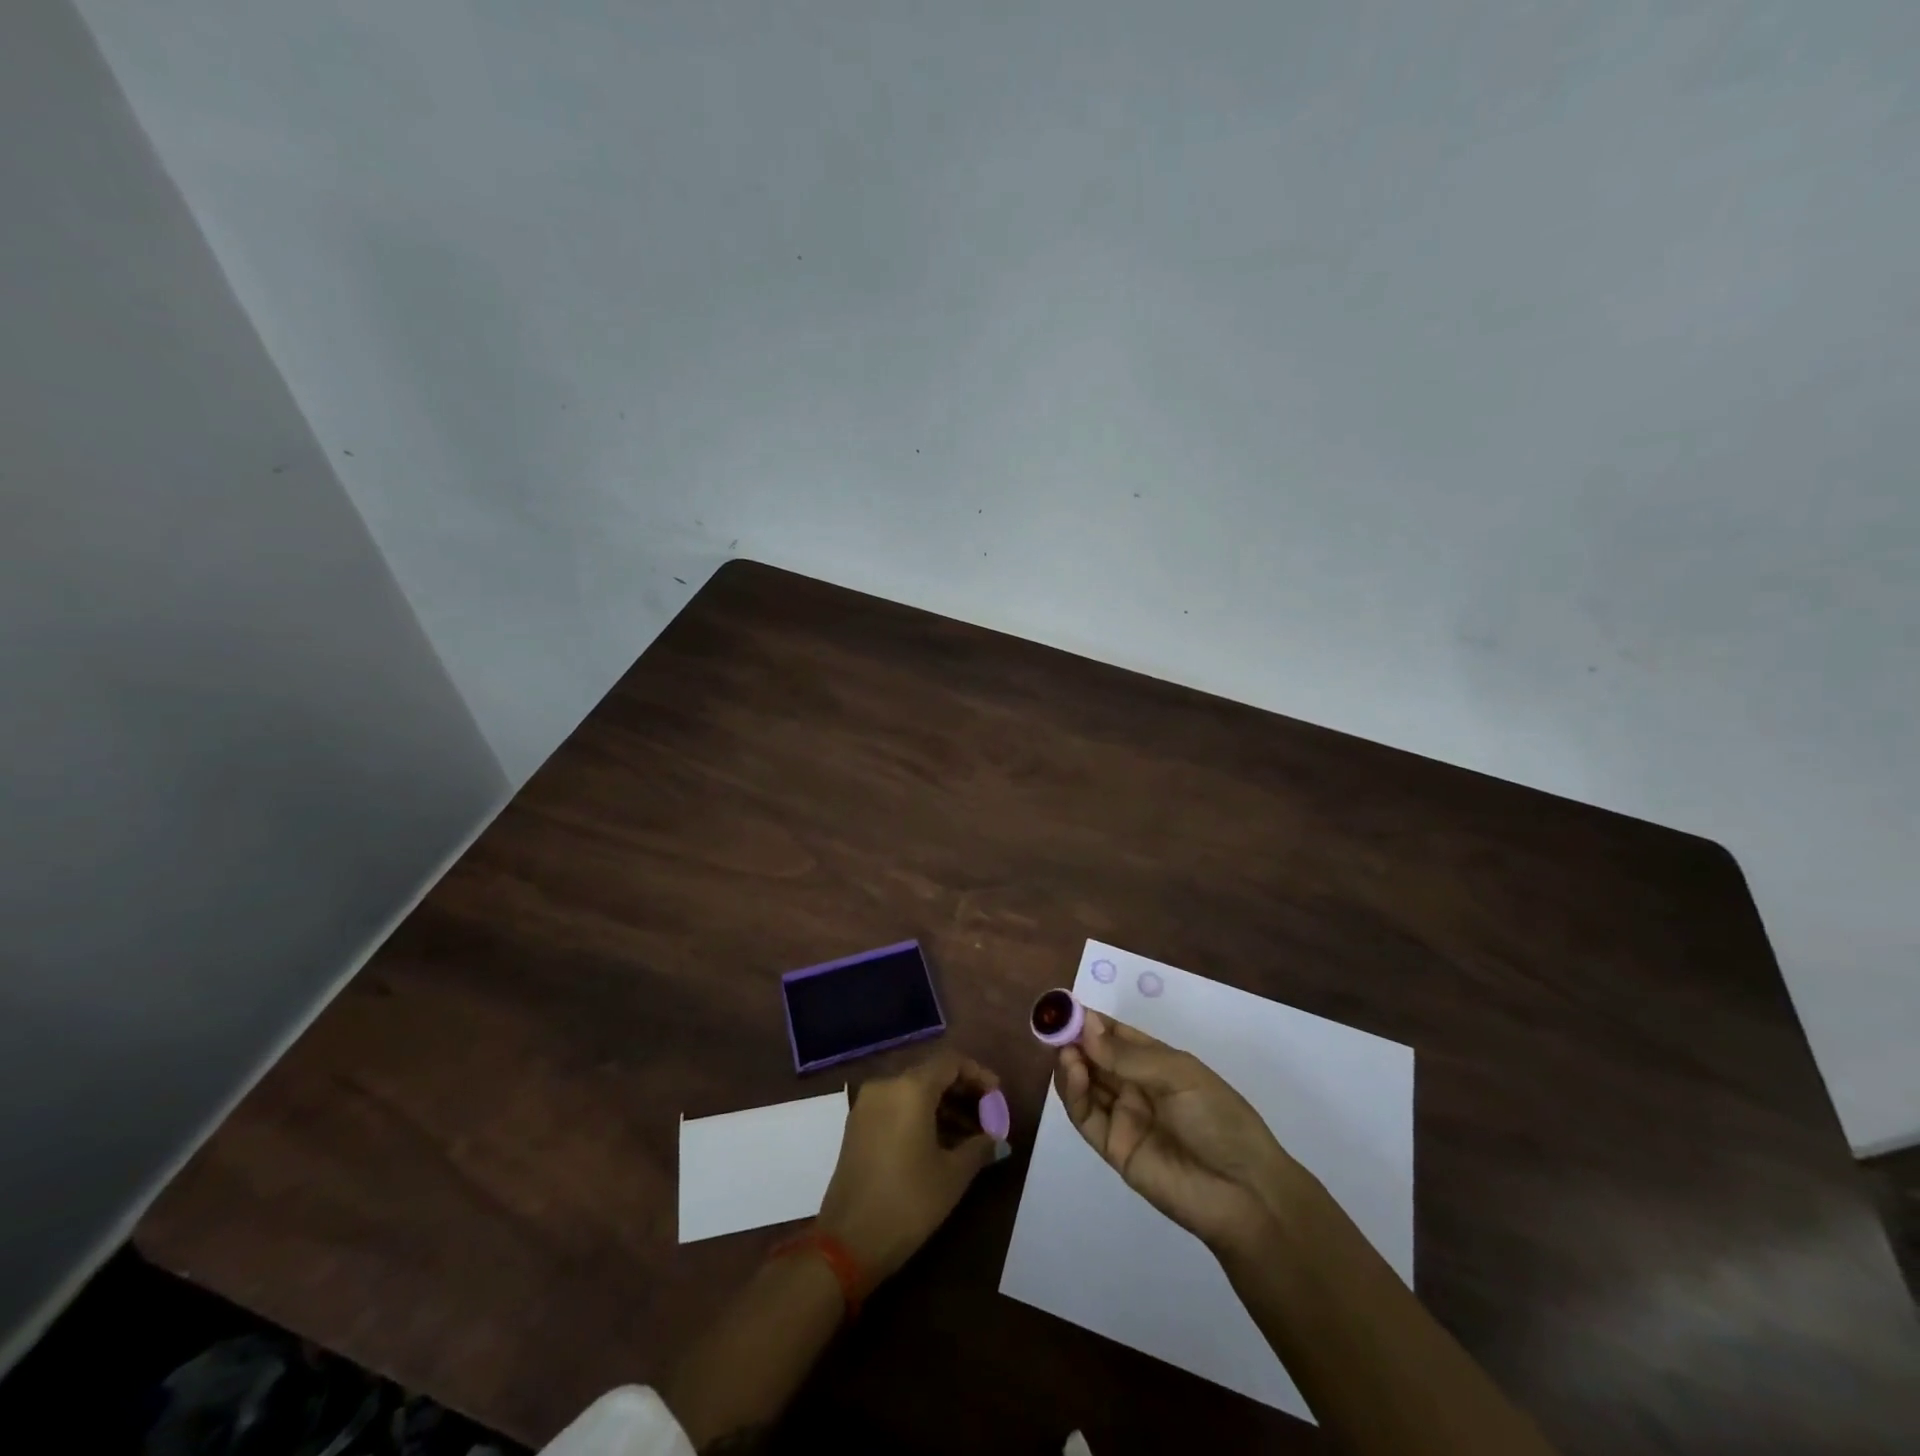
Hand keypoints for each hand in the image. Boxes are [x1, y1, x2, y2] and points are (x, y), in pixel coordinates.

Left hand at [815, 1050, 1001, 1283]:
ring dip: (942, 1106)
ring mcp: (867, 1104)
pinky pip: (896, 1106)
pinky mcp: (857, 1125)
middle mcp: (886, 1085)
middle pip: (931, 1073)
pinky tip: (939, 1142)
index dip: (978, 1074)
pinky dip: (920, 1115)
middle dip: (962, 1091)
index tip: (998, 1095)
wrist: (847, 1243)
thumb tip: (998, 1139)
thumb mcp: (952, 1176)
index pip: (951, 1062)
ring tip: (969, 1135)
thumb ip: (979, 1147)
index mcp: (910, 1088)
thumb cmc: (908, 1202)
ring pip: (913, 1091)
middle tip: (987, 1116)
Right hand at [1055, 1011, 1305, 1253]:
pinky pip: (1086, 1116)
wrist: (1245, 1193)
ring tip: (1064, 1049)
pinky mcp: (1113, 1148)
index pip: (1115, 1035)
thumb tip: (1085, 1027)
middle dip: (1074, 1039)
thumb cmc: (1220, 1119)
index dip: (1090, 1020)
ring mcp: (1123, 1117)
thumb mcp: (1179, 1075)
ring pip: (1085, 1084)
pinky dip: (1073, 1093)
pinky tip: (1073, 1071)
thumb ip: (1128, 1055)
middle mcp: (1135, 1086)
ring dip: (1070, 1063)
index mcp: (1156, 1062)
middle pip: (1095, 1057)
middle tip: (1053, 1024)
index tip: (1065, 1006)